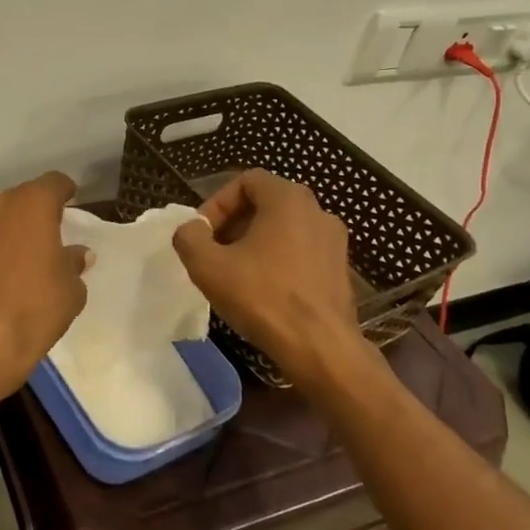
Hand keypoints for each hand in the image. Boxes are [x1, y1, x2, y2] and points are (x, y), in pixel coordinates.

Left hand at [0, 171, 91, 398]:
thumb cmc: (33, 308)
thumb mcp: (70, 290)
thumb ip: (73, 263)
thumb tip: (76, 254)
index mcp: (30, 204)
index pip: (54, 183)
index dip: (65, 191)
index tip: (72, 202)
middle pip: (22, 199)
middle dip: (35, 214)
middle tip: (50, 236)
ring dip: (10, 232)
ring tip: (24, 259)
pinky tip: (1, 275)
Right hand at [172, 169, 363, 381]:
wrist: (320, 348)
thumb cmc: (263, 297)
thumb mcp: (207, 266)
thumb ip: (189, 237)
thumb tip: (191, 230)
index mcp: (288, 199)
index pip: (246, 180)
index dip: (217, 203)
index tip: (203, 234)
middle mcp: (317, 211)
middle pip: (266, 203)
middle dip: (234, 223)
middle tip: (214, 252)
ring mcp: (334, 241)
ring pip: (284, 229)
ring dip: (255, 243)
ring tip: (235, 273)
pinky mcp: (341, 270)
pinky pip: (301, 252)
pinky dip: (278, 261)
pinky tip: (263, 291)